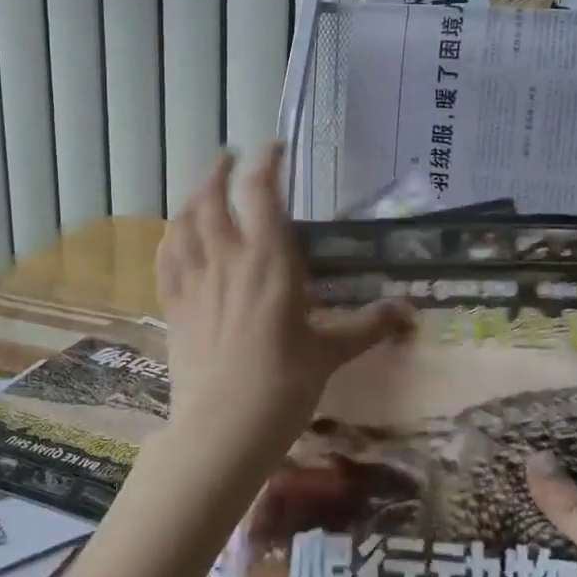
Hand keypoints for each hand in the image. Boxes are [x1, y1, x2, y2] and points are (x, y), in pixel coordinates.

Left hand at [155, 145, 413, 488]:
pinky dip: (170, 238)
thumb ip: (367, 326)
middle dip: (219, 171)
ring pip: (184, 223)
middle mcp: (227, 259)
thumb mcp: (330, 352)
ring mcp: (194, 281)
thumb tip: (410, 312)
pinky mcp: (174, 306)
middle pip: (212, 197)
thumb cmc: (284, 386)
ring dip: (192, 197)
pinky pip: (166, 259)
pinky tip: (174, 235)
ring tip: (202, 188)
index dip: (265, 162)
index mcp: (268, 261)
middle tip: (229, 158)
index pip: (261, 192)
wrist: (223, 429)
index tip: (274, 148)